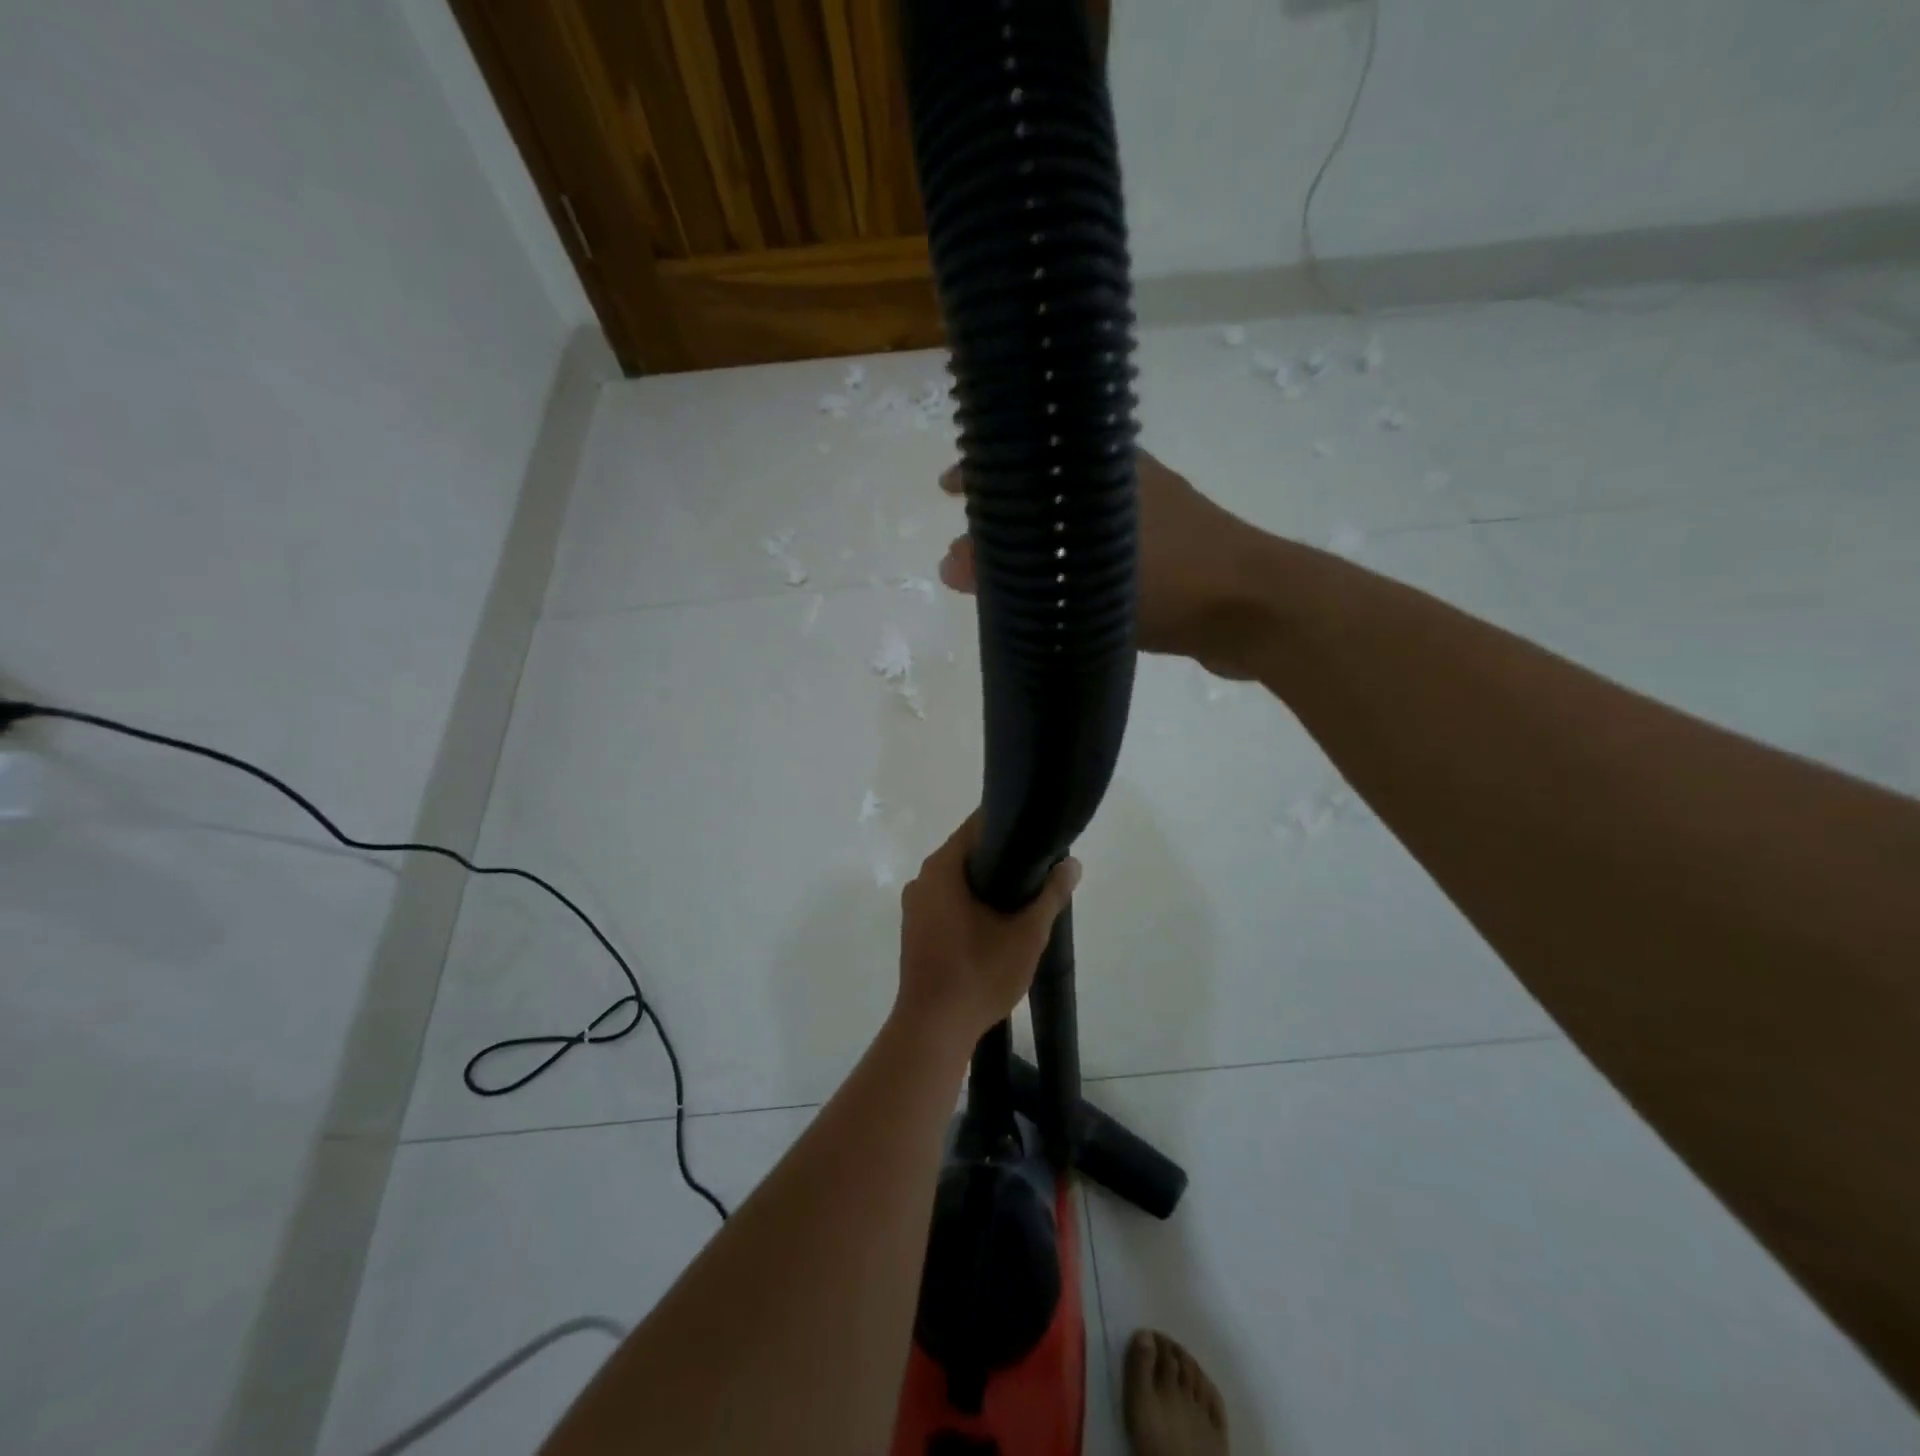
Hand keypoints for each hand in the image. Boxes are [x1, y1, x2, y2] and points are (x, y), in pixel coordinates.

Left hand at [897, 814, 1080, 1046]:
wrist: (934, 1030)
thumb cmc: (979, 975)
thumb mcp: (1026, 935)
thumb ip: (1050, 895)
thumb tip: (1072, 864)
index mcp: (941, 869)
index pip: (976, 826)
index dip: (1009, 825)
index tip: (1037, 835)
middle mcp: (922, 880)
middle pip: (967, 853)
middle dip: (1002, 858)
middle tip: (1039, 869)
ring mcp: (915, 906)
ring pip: (957, 880)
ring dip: (987, 884)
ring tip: (1025, 896)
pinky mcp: (915, 930)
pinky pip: (947, 902)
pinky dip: (971, 903)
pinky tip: (997, 921)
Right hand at [938, 448, 1267, 678]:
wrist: (1258, 611)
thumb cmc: (1173, 578)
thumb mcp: (1083, 577)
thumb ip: (1015, 573)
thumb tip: (947, 565)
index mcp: (1106, 466)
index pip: (1031, 450)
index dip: (986, 469)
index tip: (948, 489)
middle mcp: (1126, 482)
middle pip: (1050, 486)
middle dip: (1010, 510)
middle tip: (974, 540)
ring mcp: (1151, 518)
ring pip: (1075, 522)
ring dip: (1041, 542)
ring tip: (1006, 570)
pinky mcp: (1167, 556)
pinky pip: (1100, 554)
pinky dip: (1072, 567)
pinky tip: (1057, 593)